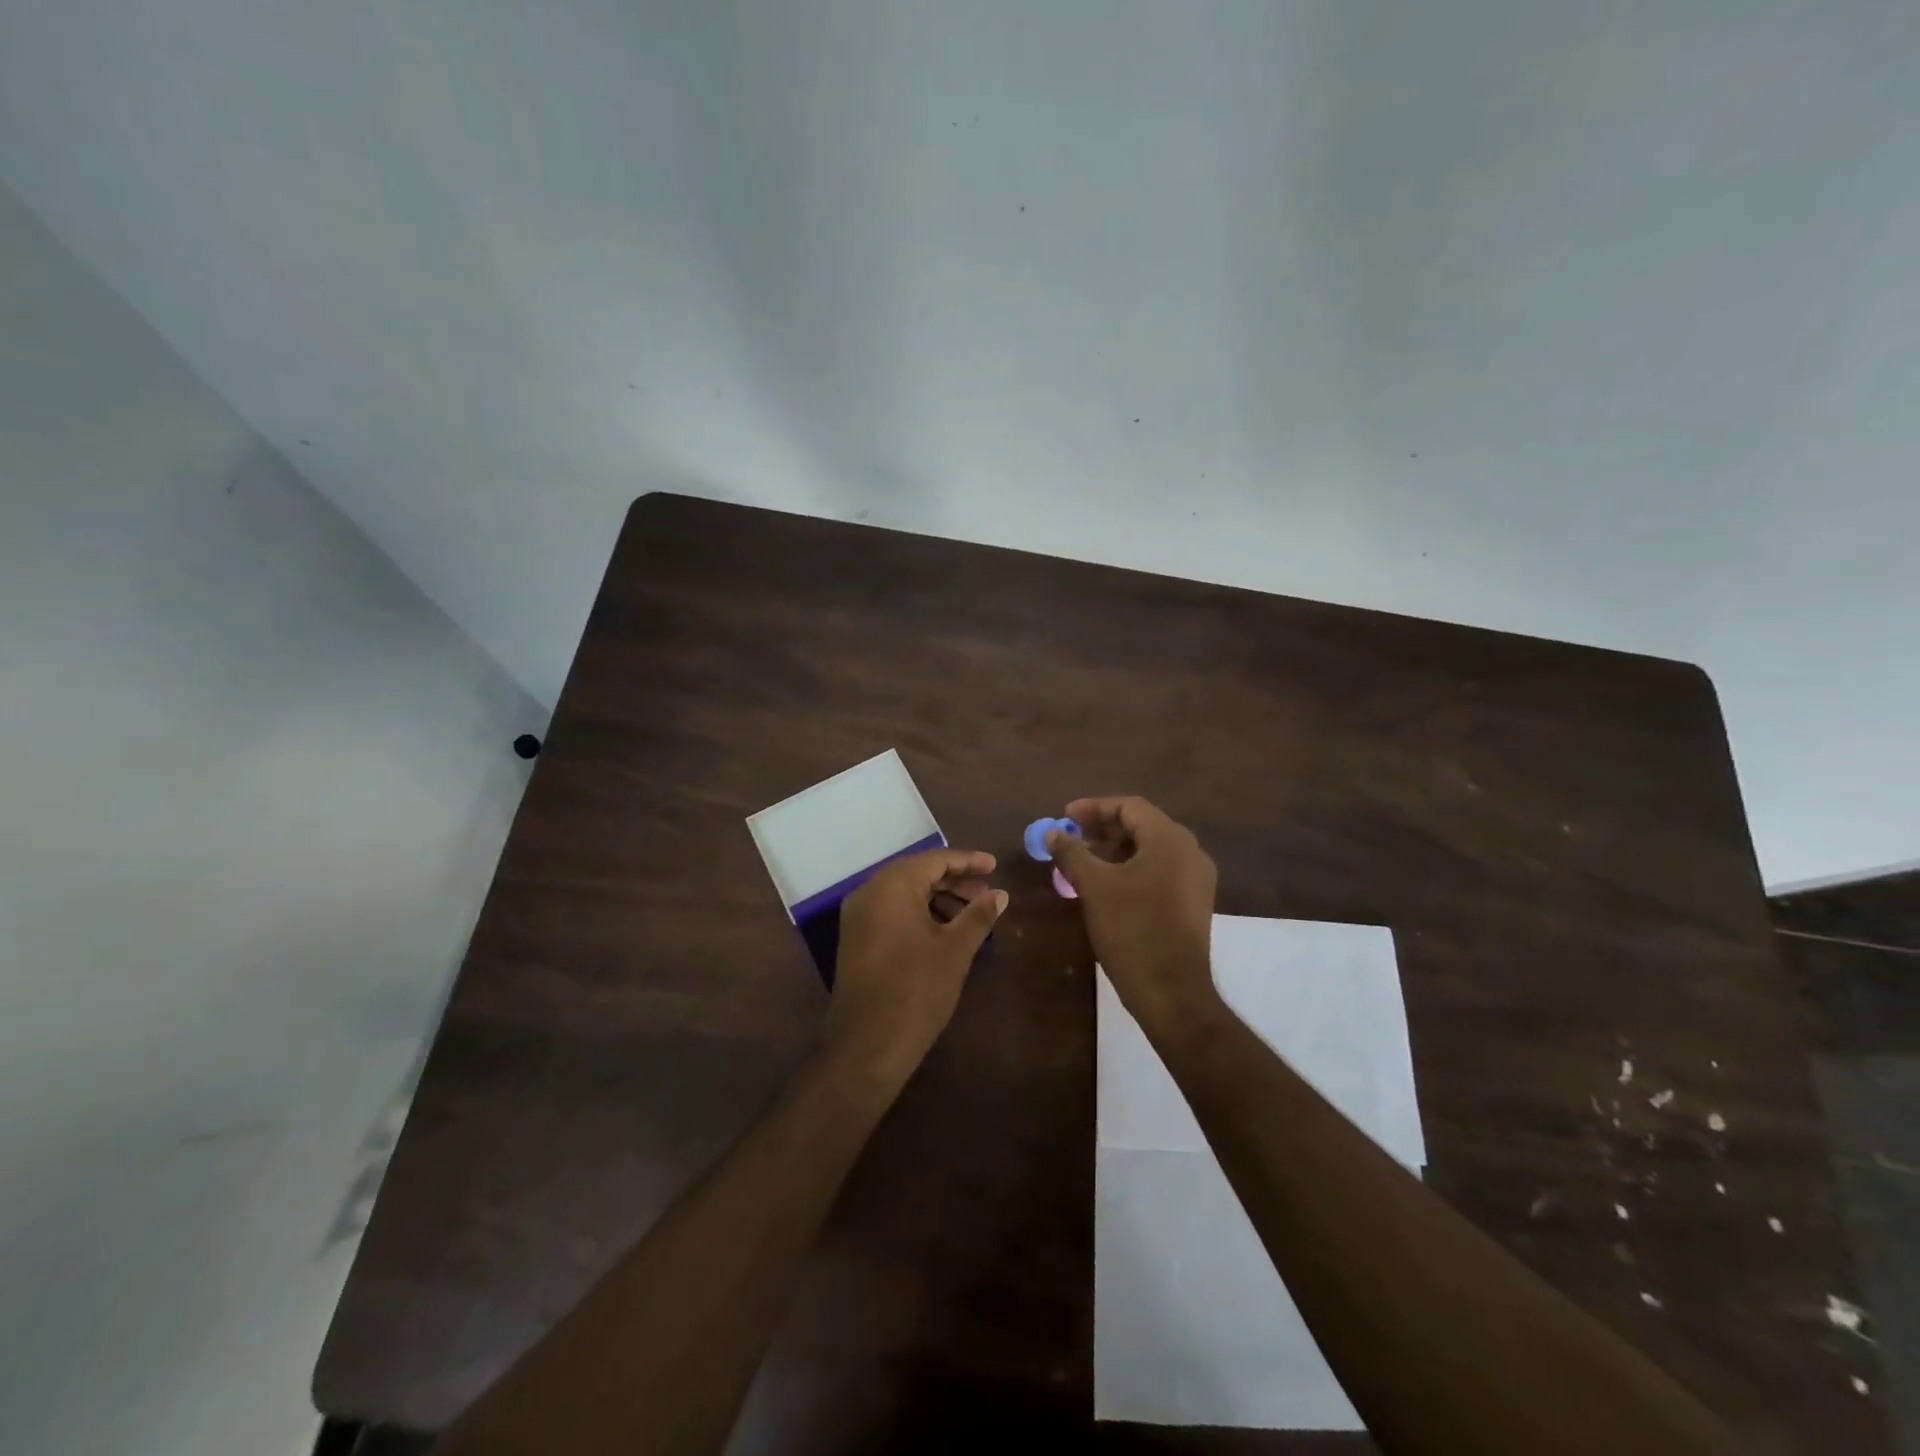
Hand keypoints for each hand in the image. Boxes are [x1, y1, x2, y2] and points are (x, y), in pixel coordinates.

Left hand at [824, 848, 1006, 1086]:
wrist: (867, 1045)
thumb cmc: (916, 990)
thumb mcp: (955, 950)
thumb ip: (978, 915)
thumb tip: (1000, 894)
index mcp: (892, 886)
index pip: (935, 860)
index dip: (968, 862)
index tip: (995, 866)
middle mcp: (870, 892)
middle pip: (918, 873)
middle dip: (955, 880)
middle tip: (987, 893)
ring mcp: (858, 916)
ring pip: (904, 893)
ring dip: (938, 898)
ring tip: (972, 913)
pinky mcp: (856, 938)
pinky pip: (892, 911)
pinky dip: (920, 913)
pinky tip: (945, 930)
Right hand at [1048, 797, 1220, 1041]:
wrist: (1172, 993)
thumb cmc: (1132, 931)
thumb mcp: (1094, 887)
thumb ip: (1072, 852)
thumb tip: (1052, 833)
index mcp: (1170, 840)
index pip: (1130, 806)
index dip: (1093, 807)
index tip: (1064, 817)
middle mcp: (1190, 852)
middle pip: (1142, 825)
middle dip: (1103, 827)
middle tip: (1070, 837)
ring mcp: (1196, 879)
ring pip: (1151, 849)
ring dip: (1115, 849)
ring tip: (1082, 860)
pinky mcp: (1194, 902)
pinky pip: (1160, 870)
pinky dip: (1131, 868)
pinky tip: (1107, 884)